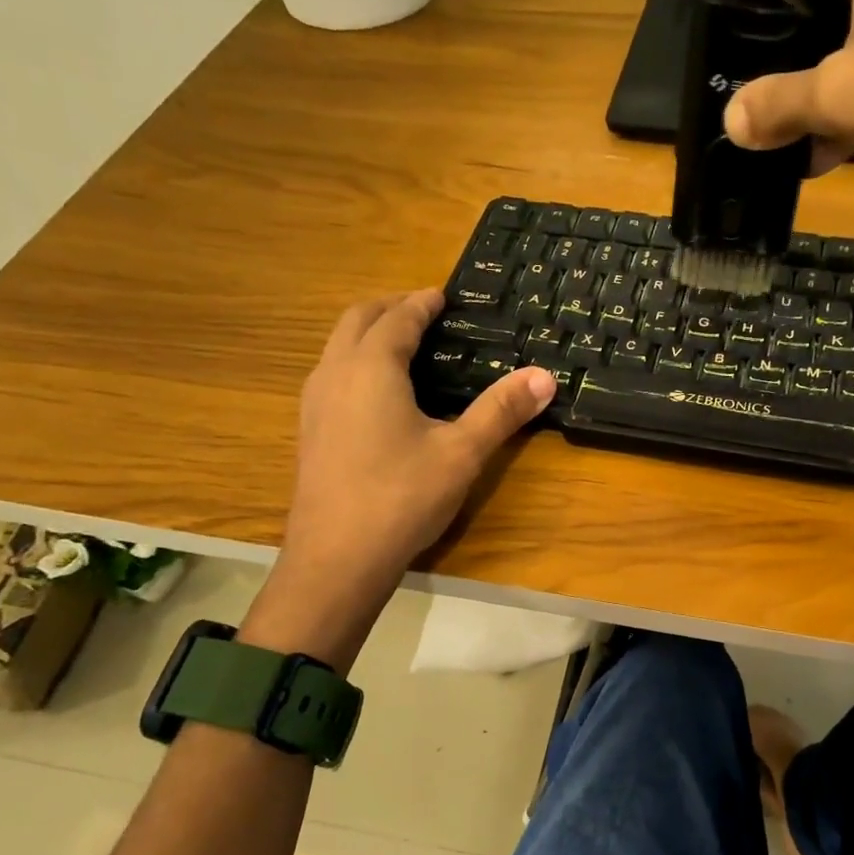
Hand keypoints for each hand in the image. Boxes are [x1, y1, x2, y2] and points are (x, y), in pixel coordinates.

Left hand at [245, 290, 554, 660]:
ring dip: (368, 333)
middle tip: (423, 311)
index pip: (397, 318)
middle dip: (389, 308)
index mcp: (371, 368)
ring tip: (403, 346)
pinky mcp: (309, 431)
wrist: (337, 559)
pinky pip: (331, 375)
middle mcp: (335, 374)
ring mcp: (314, 403)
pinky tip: (378, 395)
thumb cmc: (402, 497)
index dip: (421, 303)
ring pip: (338, 347)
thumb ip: (501, 410)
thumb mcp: (462, 453)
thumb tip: (544, 376)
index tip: (442, 295)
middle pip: (356, 320)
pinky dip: (356, 362)